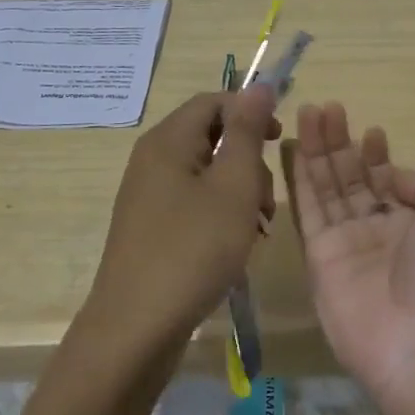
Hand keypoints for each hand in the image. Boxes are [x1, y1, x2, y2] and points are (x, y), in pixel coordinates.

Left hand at [84, 86, 282, 358]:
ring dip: (239, 191)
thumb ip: (246, 131)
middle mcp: (153, 159)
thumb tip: (259, 85)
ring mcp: (148, 195)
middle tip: (266, 199)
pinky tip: (237, 246)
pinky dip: (220, 214)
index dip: (250, 112)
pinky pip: (193, 202)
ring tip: (257, 228)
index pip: (214, 101)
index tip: (279, 142)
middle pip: (211, 136)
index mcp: (168, 140)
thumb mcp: (232, 186)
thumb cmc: (192, 250)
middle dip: (248, 160)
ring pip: (206, 173)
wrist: (135, 330)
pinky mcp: (151, 227)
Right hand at [290, 102, 414, 414]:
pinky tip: (296, 148)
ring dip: (318, 150)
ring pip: (327, 189)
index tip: (368, 131)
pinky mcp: (318, 261)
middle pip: (352, 179)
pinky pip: (308, 211)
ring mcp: (347, 246)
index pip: (388, 182)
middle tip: (324, 107)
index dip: (376, 156)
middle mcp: (380, 233)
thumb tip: (391, 177)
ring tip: (309, 112)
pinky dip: (300, 179)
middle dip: (339, 143)